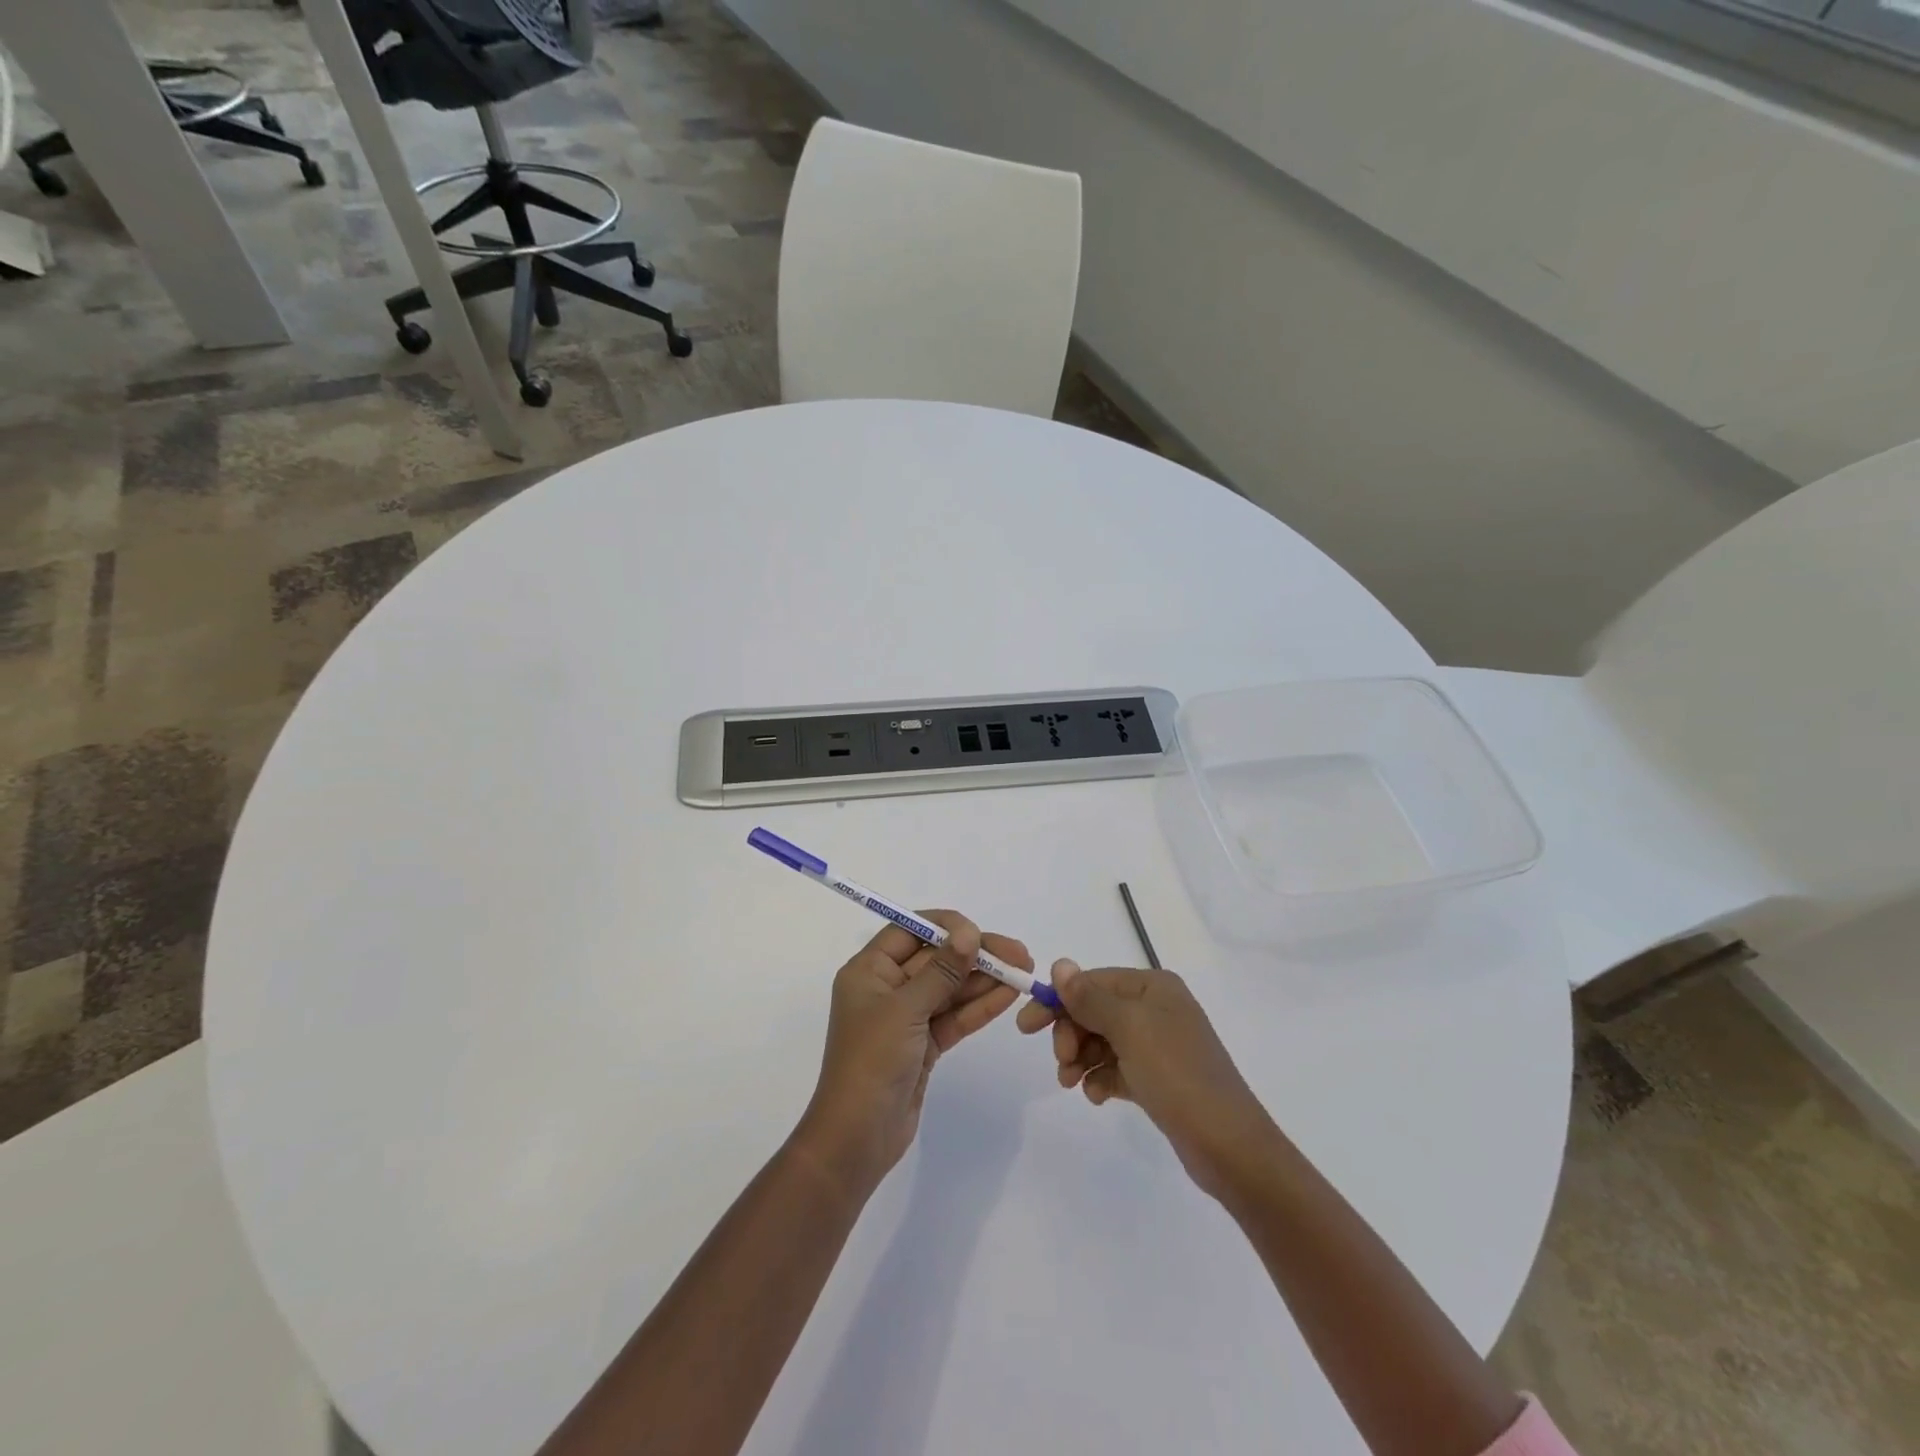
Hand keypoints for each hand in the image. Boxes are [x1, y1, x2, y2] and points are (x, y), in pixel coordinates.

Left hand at [793, 911, 1029, 1196]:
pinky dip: (979, 1007)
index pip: (909, 931)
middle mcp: (886, 988)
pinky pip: (954, 1017)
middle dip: (975, 955)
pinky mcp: (923, 1045)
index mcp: (869, 970)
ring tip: (1024, 971)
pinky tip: (1009, 995)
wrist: (858, 1138)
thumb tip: (970, 933)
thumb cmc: (872, 1061)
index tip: (980, 932)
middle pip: (936, 959)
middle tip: (1019, 953)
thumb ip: (941, 970)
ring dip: (984, 980)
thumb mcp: (906, 1009)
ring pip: (950, 989)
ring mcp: (906, 1018)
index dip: (946, 927)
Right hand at [1016, 961, 1275, 1199]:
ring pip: (1102, 1040)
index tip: (1026, 1026)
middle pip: (1095, 1010)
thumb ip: (1089, 997)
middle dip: (1070, 1034)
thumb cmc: (1176, 1074)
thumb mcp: (1129, 1028)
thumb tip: (1060, 964)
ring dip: (1081, 1058)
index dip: (1058, 1001)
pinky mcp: (1158, 1078)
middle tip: (1060, 1062)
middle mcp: (1156, 1008)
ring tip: (1071, 1083)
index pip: (1092, 981)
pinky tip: (1098, 1095)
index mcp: (1153, 986)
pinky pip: (1116, 1067)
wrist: (1229, 1145)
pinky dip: (1101, 1077)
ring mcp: (1158, 1044)